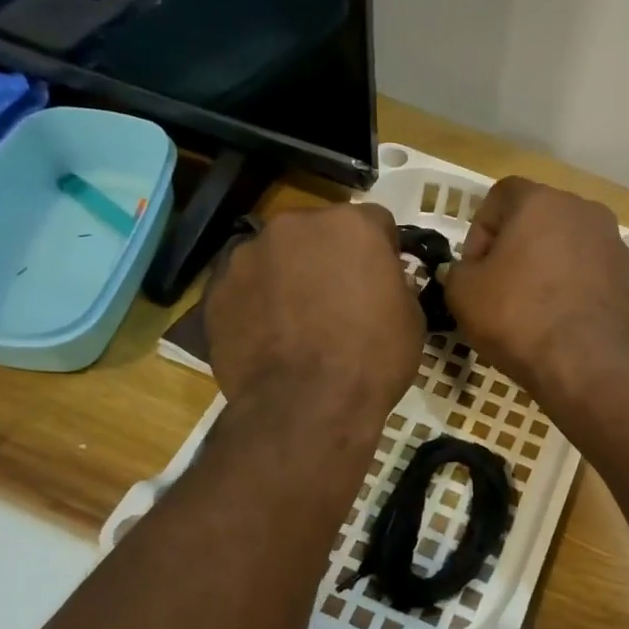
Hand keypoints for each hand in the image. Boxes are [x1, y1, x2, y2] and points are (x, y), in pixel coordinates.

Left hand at [205, 203, 421, 426]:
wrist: (306, 405)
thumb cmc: (372, 359)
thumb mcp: (411, 319)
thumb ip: (394, 284)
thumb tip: (380, 283)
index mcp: (350, 225)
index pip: (374, 223)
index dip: (382, 252)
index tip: (383, 280)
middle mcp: (294, 225)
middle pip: (317, 232)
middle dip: (328, 258)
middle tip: (337, 301)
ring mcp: (248, 255)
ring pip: (276, 257)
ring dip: (288, 277)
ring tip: (296, 323)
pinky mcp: (216, 290)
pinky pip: (246, 288)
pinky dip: (257, 304)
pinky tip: (268, 339)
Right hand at [442, 177, 628, 402]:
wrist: (586, 364)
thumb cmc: (518, 317)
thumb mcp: (463, 292)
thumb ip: (459, 269)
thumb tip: (471, 271)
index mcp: (539, 200)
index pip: (499, 196)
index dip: (478, 231)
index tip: (474, 269)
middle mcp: (581, 209)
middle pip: (535, 218)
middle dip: (512, 246)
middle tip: (496, 287)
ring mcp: (610, 241)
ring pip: (562, 244)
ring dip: (541, 265)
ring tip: (527, 305)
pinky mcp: (625, 274)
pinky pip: (584, 269)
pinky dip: (567, 283)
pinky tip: (555, 317)